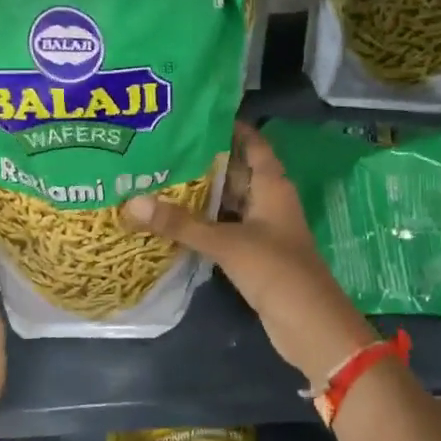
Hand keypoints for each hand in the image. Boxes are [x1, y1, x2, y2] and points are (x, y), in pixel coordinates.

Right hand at [125, 123, 375, 384]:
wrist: (310, 326)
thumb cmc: (276, 271)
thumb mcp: (226, 243)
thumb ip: (181, 224)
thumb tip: (131, 203)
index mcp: (272, 186)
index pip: (253, 144)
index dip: (229, 127)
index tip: (193, 115)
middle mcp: (269, 201)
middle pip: (236, 171)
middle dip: (204, 160)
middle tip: (162, 147)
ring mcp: (263, 229)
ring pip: (228, 202)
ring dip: (201, 194)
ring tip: (158, 177)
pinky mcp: (255, 254)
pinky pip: (225, 228)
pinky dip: (204, 223)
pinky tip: (173, 219)